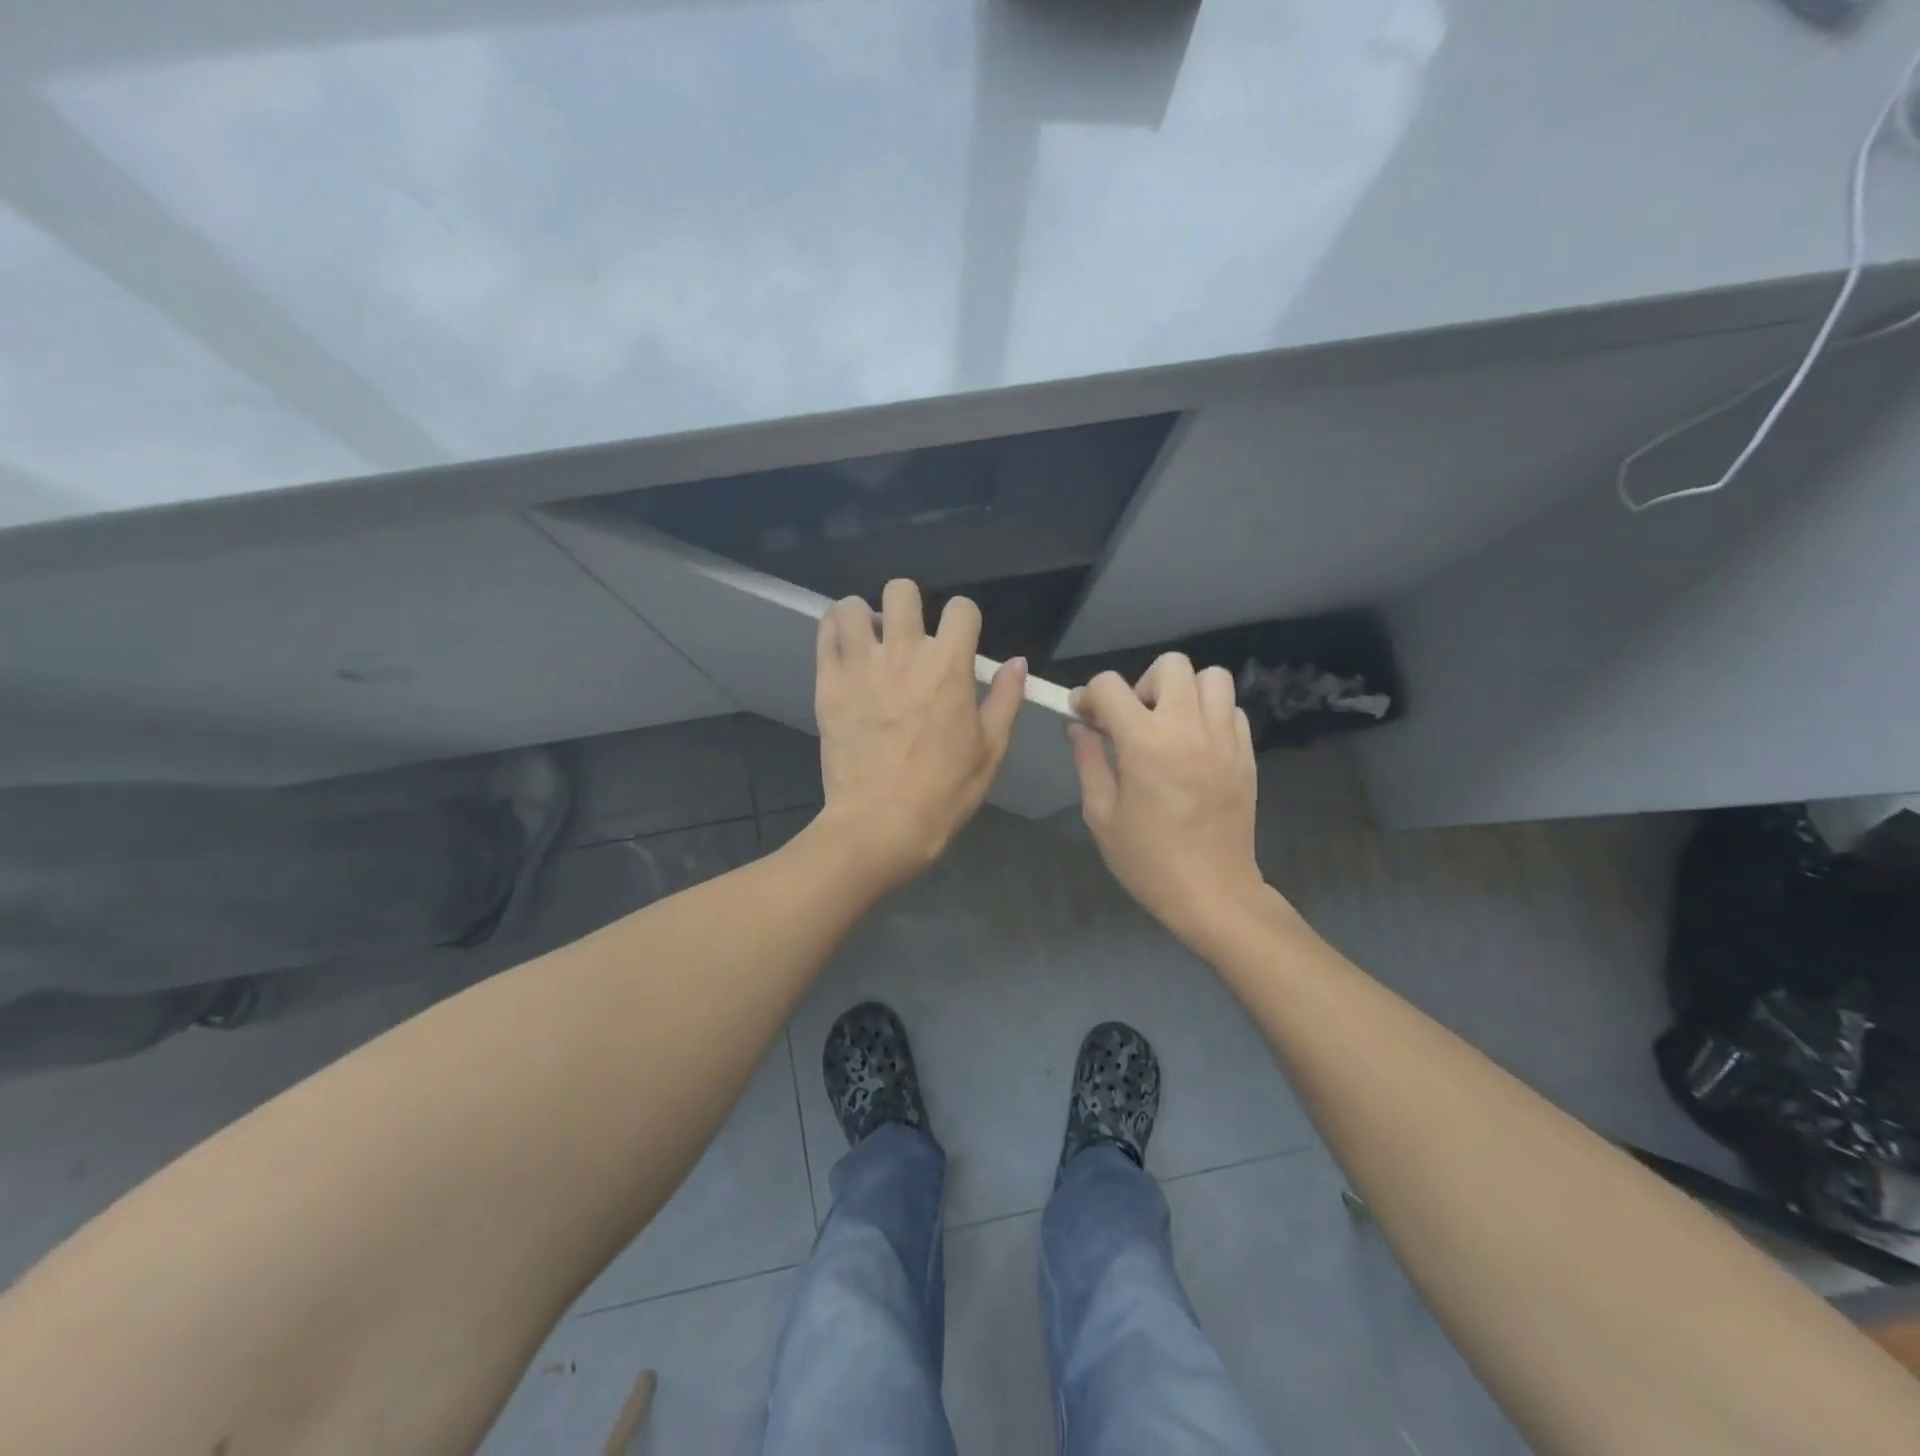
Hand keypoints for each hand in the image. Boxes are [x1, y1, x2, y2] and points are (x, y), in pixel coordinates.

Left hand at [812, 579, 1026, 889]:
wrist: (881, 823)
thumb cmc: (944, 791)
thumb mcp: (990, 750)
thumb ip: (1005, 699)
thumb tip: (1015, 662)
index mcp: (949, 666)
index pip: (961, 609)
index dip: (964, 619)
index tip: (959, 639)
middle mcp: (904, 653)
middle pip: (902, 591)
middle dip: (909, 605)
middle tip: (908, 636)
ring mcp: (860, 666)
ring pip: (852, 606)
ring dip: (864, 616)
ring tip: (869, 641)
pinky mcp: (828, 683)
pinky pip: (824, 635)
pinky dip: (834, 633)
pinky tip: (845, 652)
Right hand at [1068, 654, 1265, 947]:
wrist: (1212, 892)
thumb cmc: (1147, 859)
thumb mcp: (1101, 814)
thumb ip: (1088, 761)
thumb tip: (1079, 726)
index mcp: (1145, 744)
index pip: (1110, 686)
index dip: (1089, 696)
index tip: (1084, 716)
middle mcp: (1189, 729)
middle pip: (1170, 665)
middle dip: (1142, 684)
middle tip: (1134, 720)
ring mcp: (1225, 739)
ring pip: (1211, 677)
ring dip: (1184, 692)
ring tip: (1170, 725)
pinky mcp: (1247, 753)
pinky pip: (1231, 709)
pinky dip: (1210, 715)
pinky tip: (1196, 746)